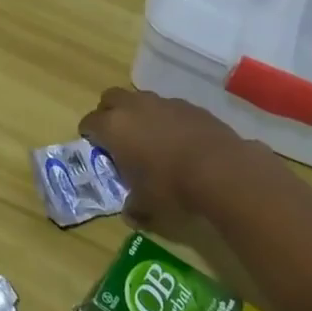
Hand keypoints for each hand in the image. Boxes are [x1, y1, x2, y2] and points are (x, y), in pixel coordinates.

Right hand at [79, 87, 255, 218]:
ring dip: (139, 114)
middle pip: (111, 98)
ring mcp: (163, 102)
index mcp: (114, 127)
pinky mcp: (190, 106)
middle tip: (116, 135)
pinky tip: (178, 140)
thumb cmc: (171, 186)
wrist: (222, 170)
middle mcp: (134, 107)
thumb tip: (131, 212)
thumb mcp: (146, 204)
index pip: (89, 123)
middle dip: (109, 113)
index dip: (89, 135)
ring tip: (149, 137)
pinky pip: (169, 108)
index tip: (94, 147)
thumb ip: (133, 205)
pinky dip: (166, 119)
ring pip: (141, 99)